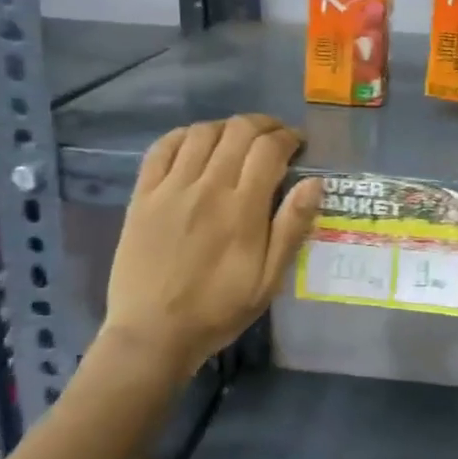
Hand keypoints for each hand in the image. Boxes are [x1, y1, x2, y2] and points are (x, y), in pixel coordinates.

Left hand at [103, 114, 322, 371]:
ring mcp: (170, 189)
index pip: (269, 149)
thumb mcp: (268, 280)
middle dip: (264, 125)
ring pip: (202, 132)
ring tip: (237, 141)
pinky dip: (184, 136)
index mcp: (242, 209)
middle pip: (238, 131)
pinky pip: (162, 148)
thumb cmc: (218, 310)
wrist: (152, 333)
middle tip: (274, 138)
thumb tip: (315, 182)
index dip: (288, 137)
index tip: (298, 144)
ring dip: (227, 127)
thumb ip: (291, 228)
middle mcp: (207, 188)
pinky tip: (196, 144)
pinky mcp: (142, 196)